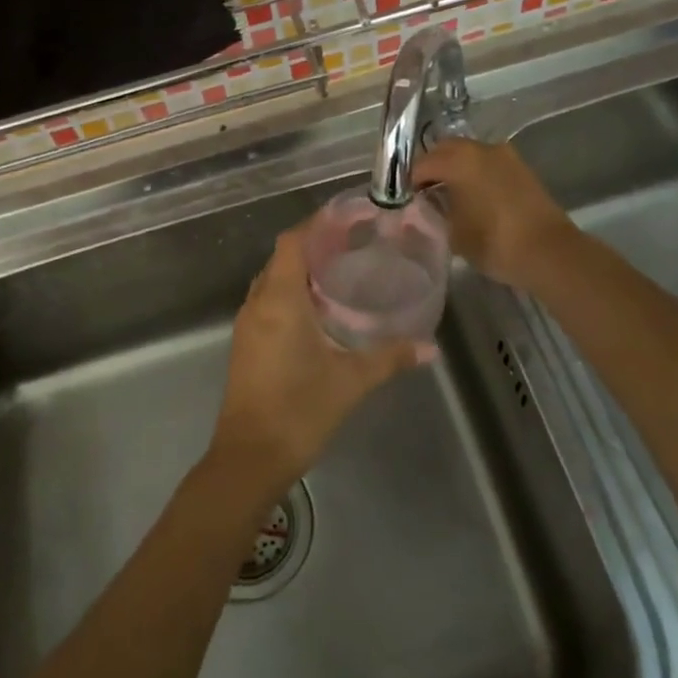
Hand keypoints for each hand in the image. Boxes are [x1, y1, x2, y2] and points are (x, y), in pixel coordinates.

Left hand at [209, 224, 421, 498]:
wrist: (249, 458)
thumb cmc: (299, 410)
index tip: (348, 218)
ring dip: (301, 271)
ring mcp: (247, 325)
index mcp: (279, 299)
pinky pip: (268, 303)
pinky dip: (291, 294)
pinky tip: (320, 312)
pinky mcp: (246, 345)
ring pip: (272, 281)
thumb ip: (390, 358)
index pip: (293, 242)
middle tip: (353, 245)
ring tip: (341, 272)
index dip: (317, 224)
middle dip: (314, 245)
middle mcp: (258, 303)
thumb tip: (430, 347)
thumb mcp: (351, 381)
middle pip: (282, 258)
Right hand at [411, 138, 573, 288]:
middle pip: (445, 150)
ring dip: (455, 169)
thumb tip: (426, 204)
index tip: (404, 201)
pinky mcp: (521, 169)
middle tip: (423, 194)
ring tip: (448, 197)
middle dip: (431, 168)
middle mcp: (481, 148)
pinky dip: (475, 174)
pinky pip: (487, 164)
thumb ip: (434, 212)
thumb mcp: (452, 232)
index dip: (409, 182)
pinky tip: (472, 198)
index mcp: (459, 159)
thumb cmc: (494, 242)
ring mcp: (505, 156)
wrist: (550, 253)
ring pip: (468, 155)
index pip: (422, 164)